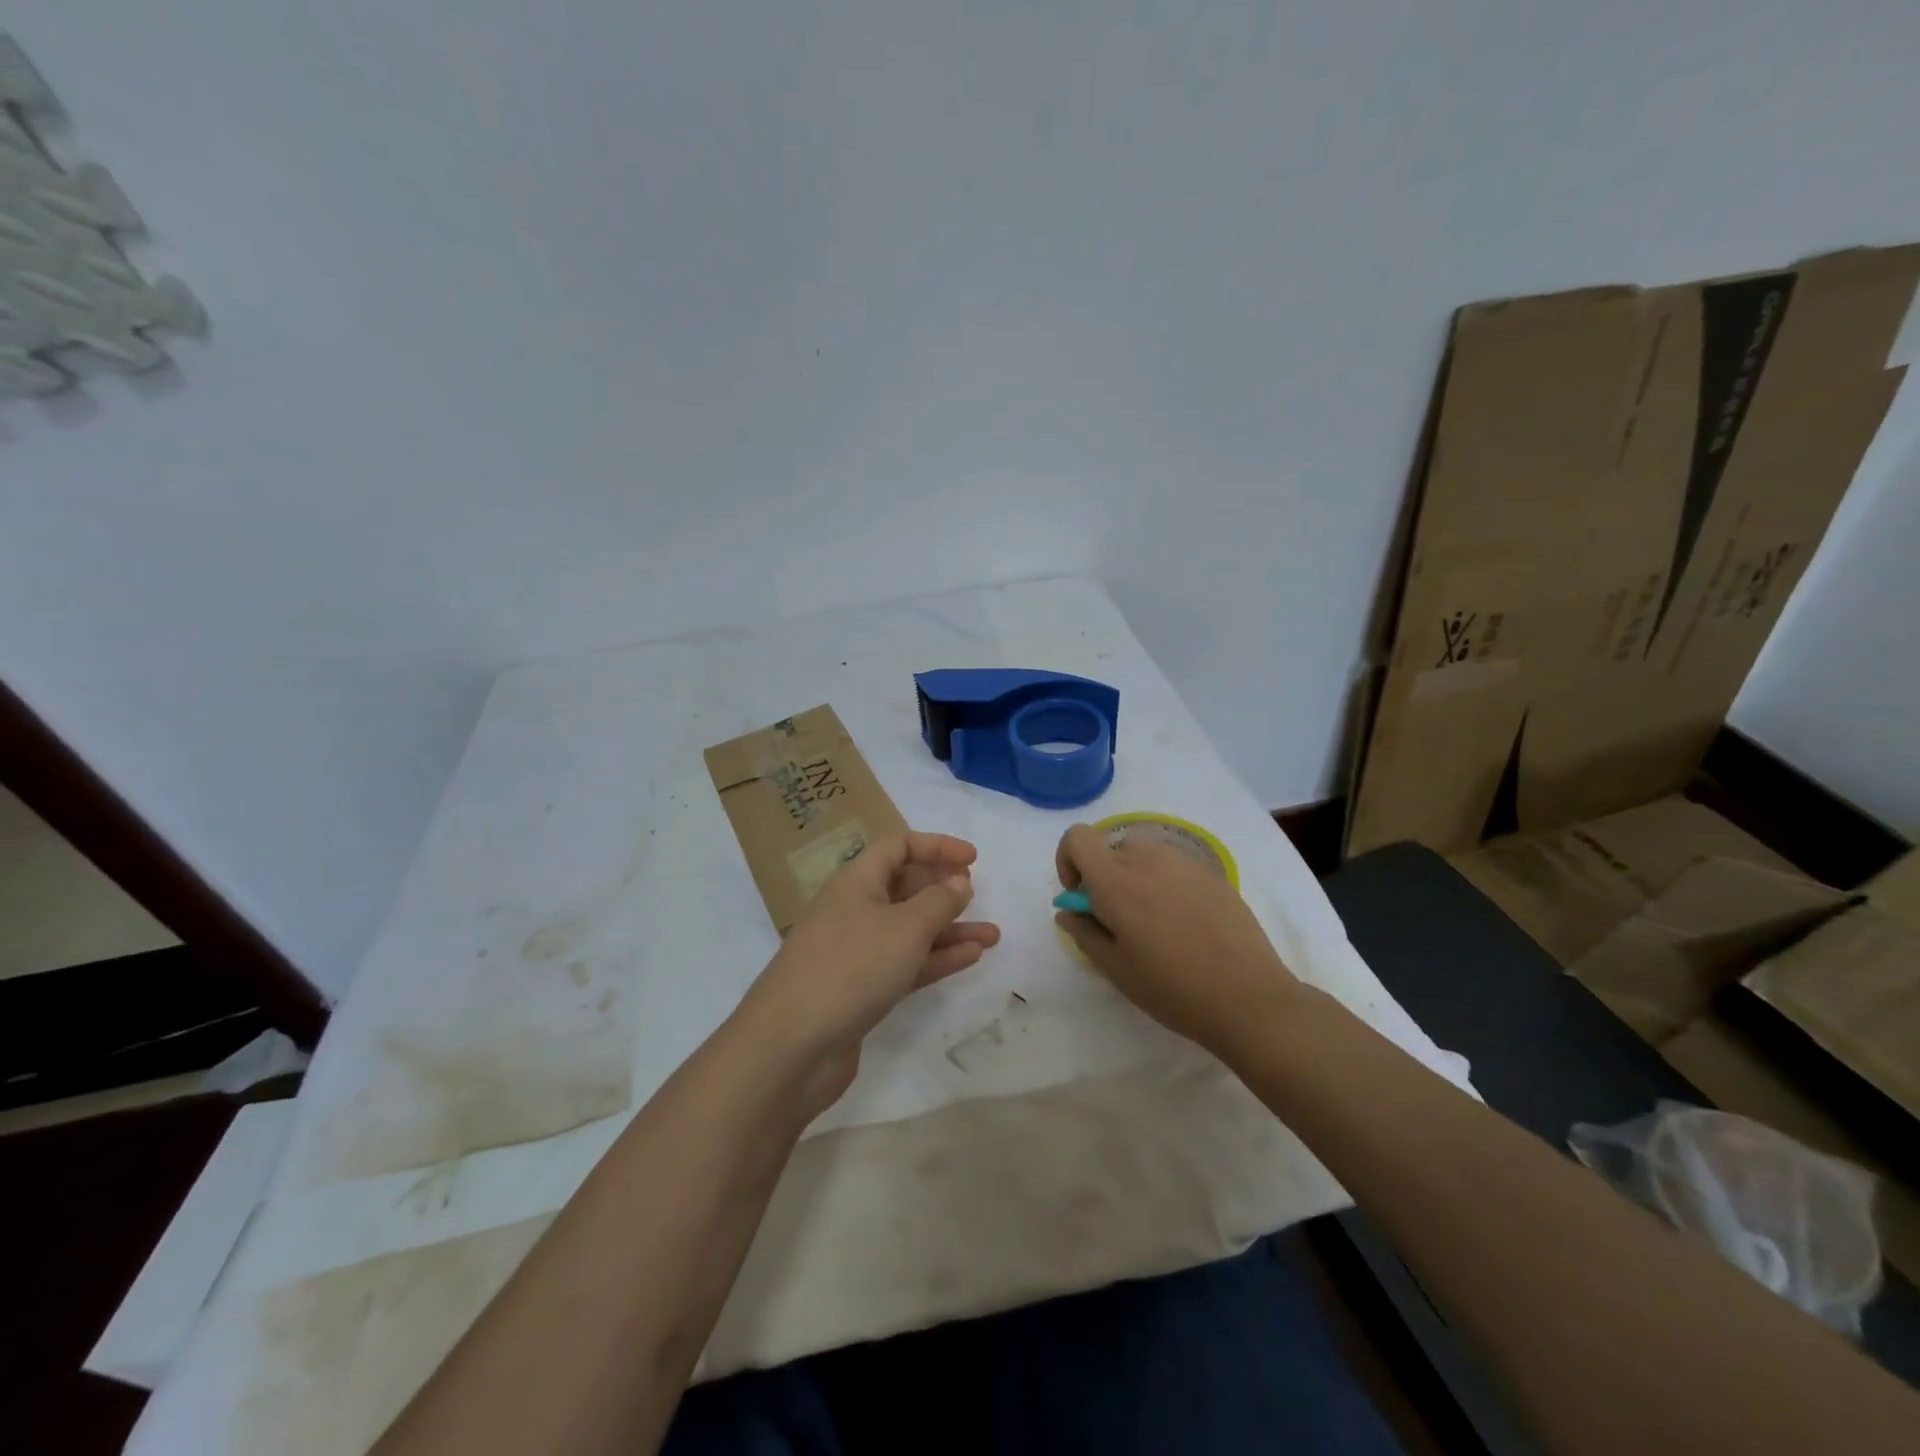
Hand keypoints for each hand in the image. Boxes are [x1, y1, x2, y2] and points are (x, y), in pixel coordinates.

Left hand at [737, 832, 1000, 1110]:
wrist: (791, 1046)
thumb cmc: (851, 967)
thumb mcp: (905, 927)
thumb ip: (938, 901)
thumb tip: (959, 882)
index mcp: (855, 881)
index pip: (897, 847)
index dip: (935, 846)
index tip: (973, 859)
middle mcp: (853, 910)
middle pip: (903, 887)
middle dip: (942, 890)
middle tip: (976, 895)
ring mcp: (856, 952)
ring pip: (909, 930)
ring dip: (949, 930)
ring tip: (992, 935)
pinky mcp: (861, 990)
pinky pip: (905, 963)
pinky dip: (936, 959)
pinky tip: (970, 958)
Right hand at [1054, 822, 1299, 1055]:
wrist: (1249, 997)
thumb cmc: (1173, 988)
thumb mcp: (1115, 969)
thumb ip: (1084, 932)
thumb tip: (1068, 911)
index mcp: (1116, 880)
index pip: (1077, 837)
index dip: (1069, 860)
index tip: (1081, 896)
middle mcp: (1147, 858)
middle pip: (1110, 848)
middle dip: (1104, 877)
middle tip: (1119, 920)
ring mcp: (1184, 861)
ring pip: (1143, 855)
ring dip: (1136, 877)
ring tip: (1155, 922)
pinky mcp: (1212, 872)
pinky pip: (1174, 865)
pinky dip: (1166, 883)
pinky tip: (1186, 923)